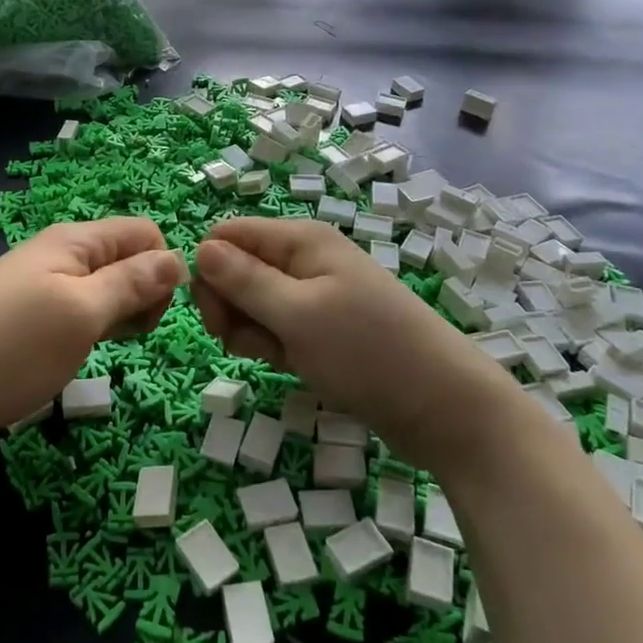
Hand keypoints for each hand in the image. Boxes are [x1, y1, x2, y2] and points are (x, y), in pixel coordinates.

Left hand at [0, 219, 187, 462]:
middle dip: (144, 293)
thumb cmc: (12, 347)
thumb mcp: (82, 312)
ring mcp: (40, 286)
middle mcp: (59, 253)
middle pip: (127, 258)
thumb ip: (132, 283)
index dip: (162, 268)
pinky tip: (79, 352)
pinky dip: (93, 328)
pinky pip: (79, 309)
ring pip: (104, 288)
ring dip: (119, 314)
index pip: (144, 232)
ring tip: (104, 348)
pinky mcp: (27, 318)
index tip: (154, 314)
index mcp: (75, 240)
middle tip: (130, 336)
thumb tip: (178, 258)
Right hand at [192, 218, 513, 470]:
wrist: (442, 407)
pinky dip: (274, 348)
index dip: (211, 272)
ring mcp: (315, 296)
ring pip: (254, 304)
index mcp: (300, 240)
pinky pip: (278, 329)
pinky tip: (292, 366)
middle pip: (237, 270)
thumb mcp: (297, 314)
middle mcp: (305, 260)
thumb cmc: (367, 352)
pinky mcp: (322, 329)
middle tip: (246, 342)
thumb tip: (200, 247)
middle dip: (230, 307)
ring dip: (252, 333)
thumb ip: (244, 281)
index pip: (228, 235)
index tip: (216, 315)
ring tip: (280, 357)